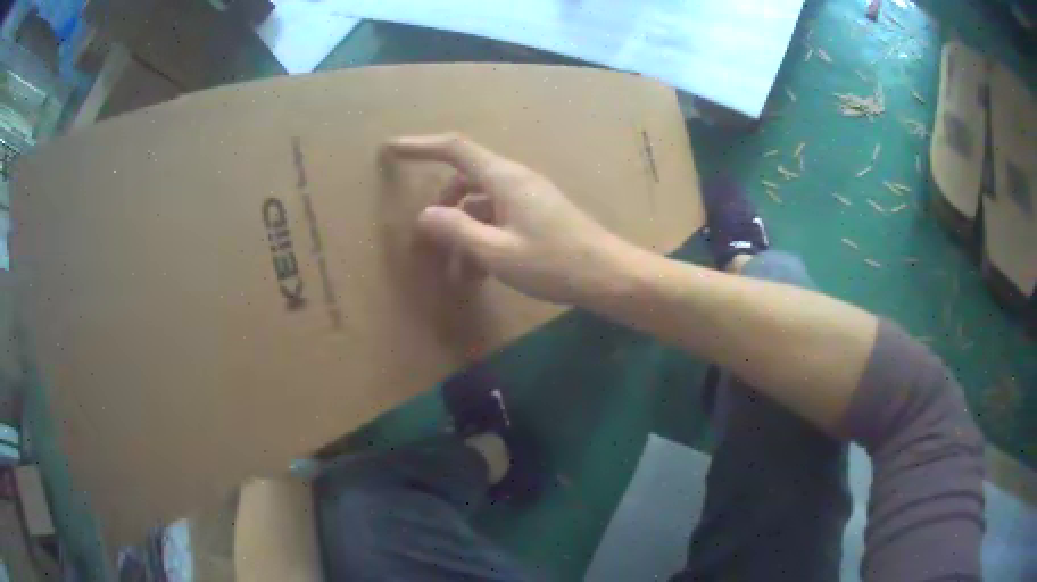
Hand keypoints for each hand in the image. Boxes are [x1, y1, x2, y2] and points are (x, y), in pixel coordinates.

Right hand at [384, 133, 634, 304]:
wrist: (608, 276)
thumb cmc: (554, 263)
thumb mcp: (497, 252)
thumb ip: (457, 231)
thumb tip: (424, 216)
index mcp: (504, 179)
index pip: (455, 148)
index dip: (421, 146)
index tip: (392, 149)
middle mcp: (515, 180)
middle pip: (465, 179)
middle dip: (442, 206)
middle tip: (427, 238)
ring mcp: (528, 197)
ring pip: (480, 204)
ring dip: (463, 230)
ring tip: (455, 271)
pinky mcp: (536, 215)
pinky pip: (498, 218)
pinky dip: (482, 238)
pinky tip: (478, 272)